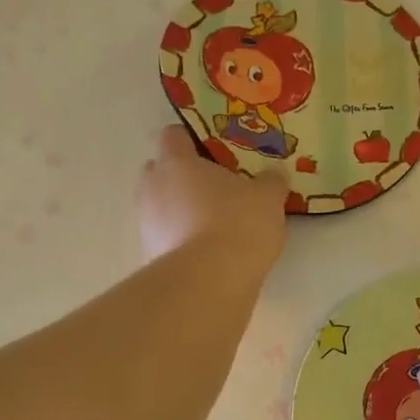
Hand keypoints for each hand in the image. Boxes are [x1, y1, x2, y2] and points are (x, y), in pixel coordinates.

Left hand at [136, 124, 288, 265]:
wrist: (209, 283)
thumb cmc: (237, 225)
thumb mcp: (268, 198)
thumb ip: (271, 182)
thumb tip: (273, 175)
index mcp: (176, 162)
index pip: (173, 136)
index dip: (192, 141)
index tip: (214, 153)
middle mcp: (152, 188)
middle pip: (161, 173)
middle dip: (183, 179)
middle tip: (215, 191)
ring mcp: (146, 225)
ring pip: (161, 208)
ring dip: (180, 213)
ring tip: (213, 228)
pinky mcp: (149, 258)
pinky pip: (165, 240)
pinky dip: (180, 243)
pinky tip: (206, 256)